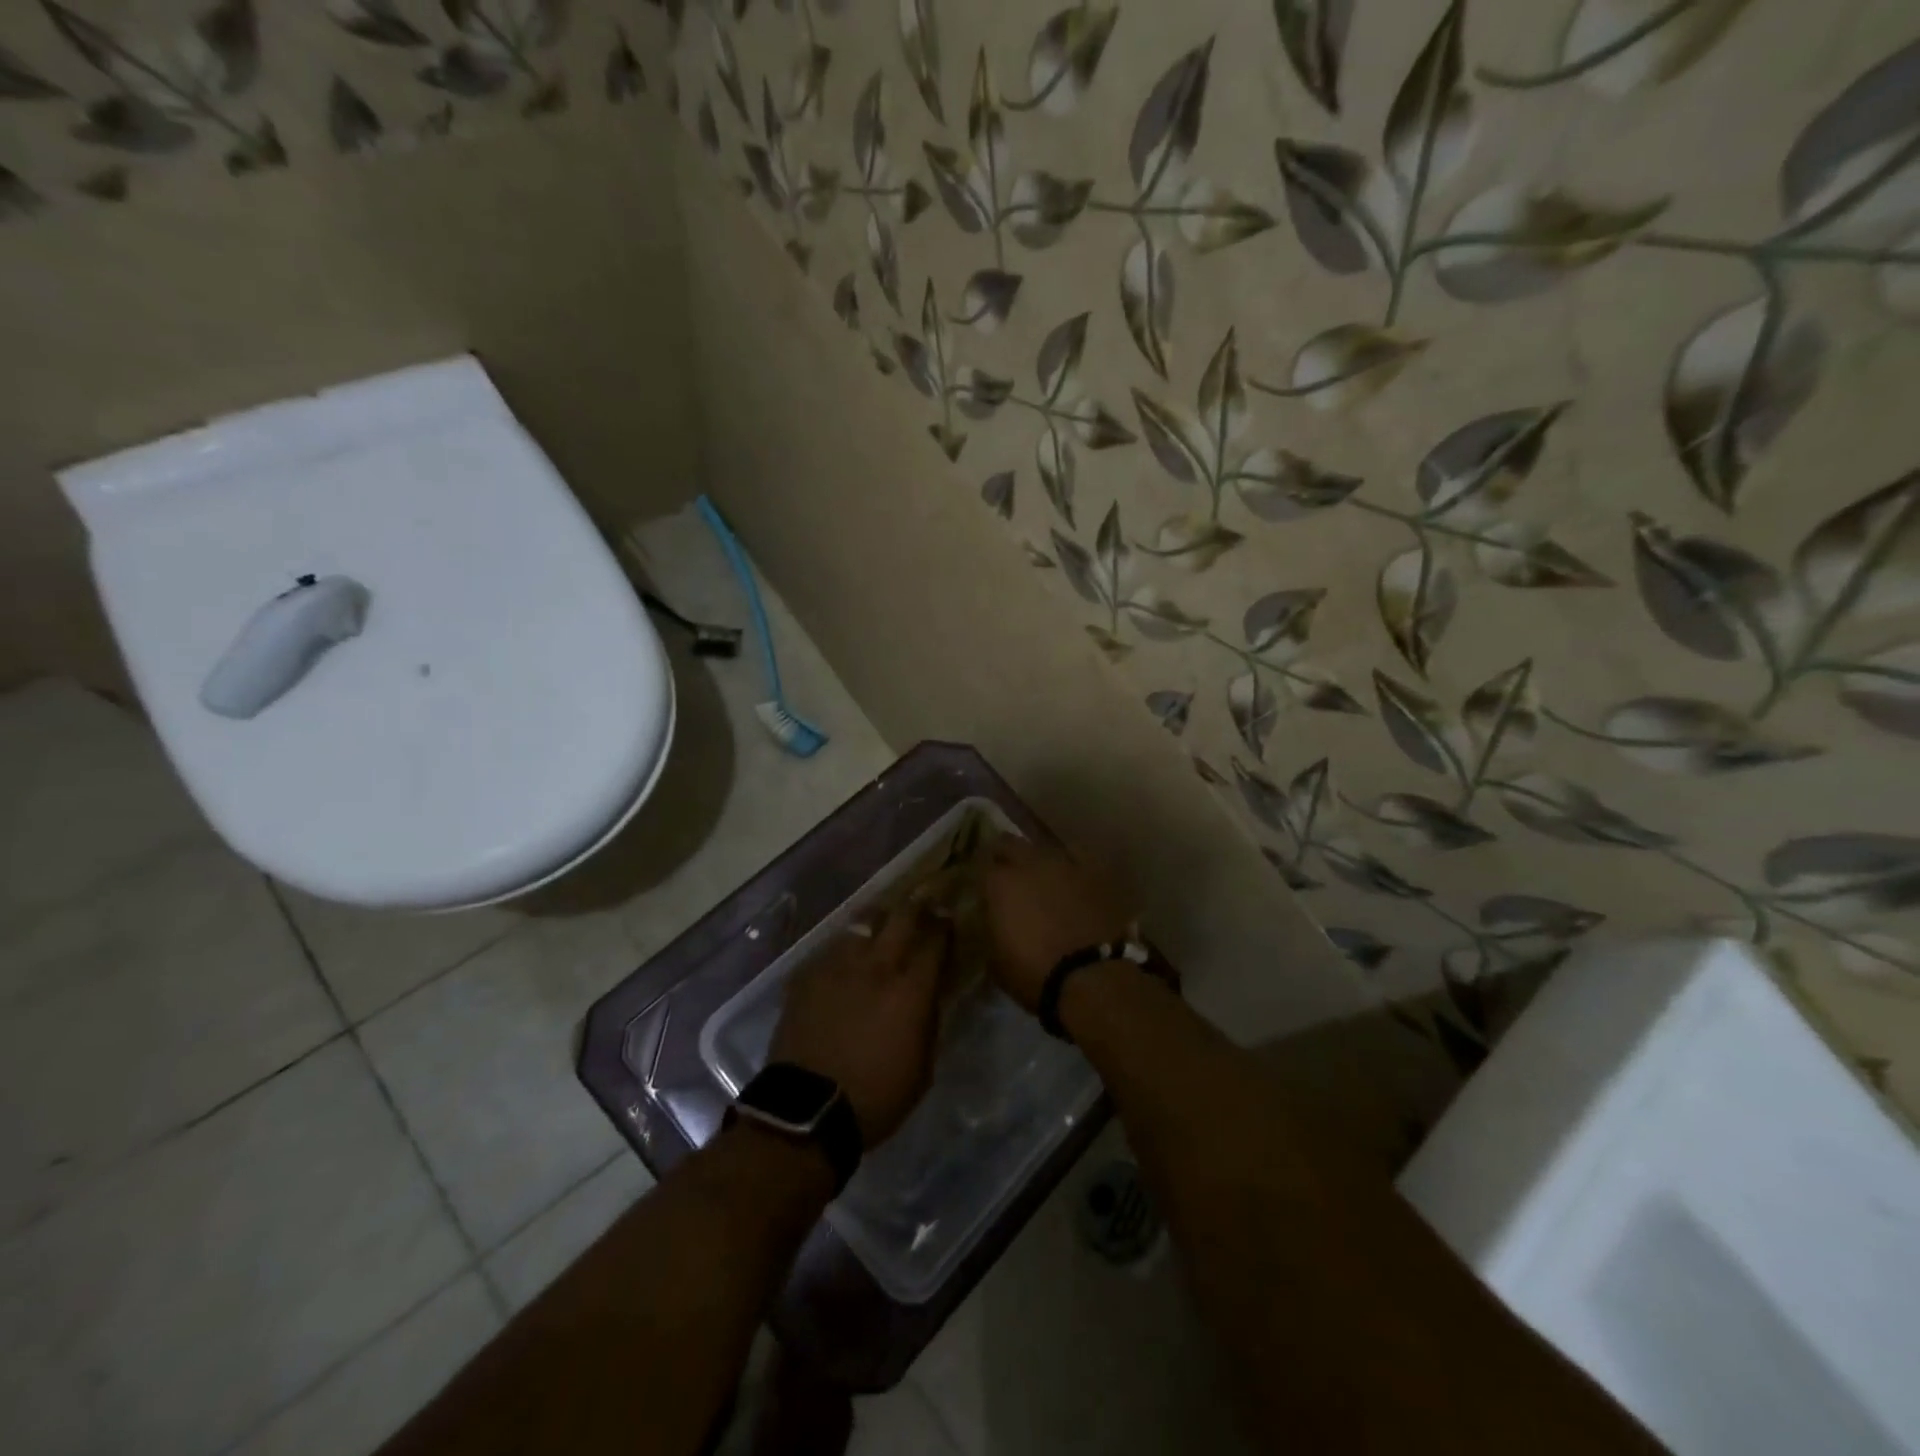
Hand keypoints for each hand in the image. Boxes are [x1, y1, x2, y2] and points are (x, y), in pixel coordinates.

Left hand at [770, 903, 947, 1147]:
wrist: (807, 1111)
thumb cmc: (875, 1097)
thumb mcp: (922, 1069)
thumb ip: (929, 1023)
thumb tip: (931, 996)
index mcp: (910, 989)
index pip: (936, 939)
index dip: (945, 924)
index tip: (948, 917)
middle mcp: (877, 966)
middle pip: (901, 916)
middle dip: (916, 906)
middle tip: (922, 903)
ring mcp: (837, 966)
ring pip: (862, 923)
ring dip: (878, 921)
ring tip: (881, 925)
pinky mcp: (807, 975)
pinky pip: (831, 948)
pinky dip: (844, 949)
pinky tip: (845, 959)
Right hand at [980, 838, 1134, 1011]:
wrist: (1092, 979)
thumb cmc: (1036, 975)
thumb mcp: (996, 961)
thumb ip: (990, 930)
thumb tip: (992, 921)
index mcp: (1000, 883)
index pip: (980, 865)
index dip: (980, 876)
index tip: (981, 887)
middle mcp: (1030, 863)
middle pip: (1009, 842)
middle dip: (1004, 855)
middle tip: (1005, 874)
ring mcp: (1065, 863)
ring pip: (1044, 846)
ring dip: (1038, 859)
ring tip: (1040, 875)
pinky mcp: (1096, 871)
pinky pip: (1078, 854)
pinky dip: (1071, 861)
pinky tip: (1072, 873)